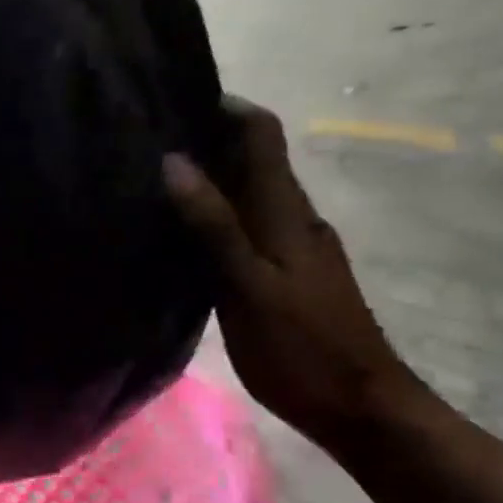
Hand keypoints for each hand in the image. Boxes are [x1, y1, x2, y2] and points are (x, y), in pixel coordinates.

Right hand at [163, 99, 420, 448]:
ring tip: (148, 180)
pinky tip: (177, 231)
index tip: (170, 95)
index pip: (261, 135)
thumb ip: (213, 225)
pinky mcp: (281, 272)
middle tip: (141, 139)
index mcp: (285, 212)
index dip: (224, 107)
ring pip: (244, 192)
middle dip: (204, 139)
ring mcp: (290, 246)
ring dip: (205, 177)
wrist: (360, 407)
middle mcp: (291, 217)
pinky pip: (242, 224)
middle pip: (250, 158)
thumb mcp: (248, 286)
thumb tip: (174, 161)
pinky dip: (210, 214)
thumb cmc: (302, 348)